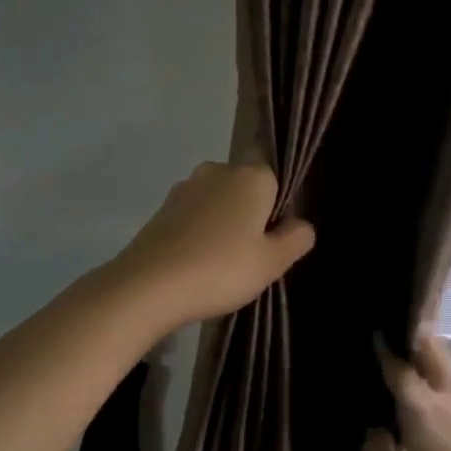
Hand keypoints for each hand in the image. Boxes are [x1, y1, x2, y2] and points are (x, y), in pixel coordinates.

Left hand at [112, 161, 314, 330]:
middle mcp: (216, 171)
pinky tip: (198, 261)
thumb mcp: (271, 262)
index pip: (273, 166)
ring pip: (216, 199)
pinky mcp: (161, 209)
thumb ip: (294, 239)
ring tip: (223, 261)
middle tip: (254, 250)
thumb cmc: (221, 269)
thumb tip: (302, 225)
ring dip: (223, 221)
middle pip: (243, 184)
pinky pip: (192, 215)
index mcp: (250, 176)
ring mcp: (184, 188)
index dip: (278, 194)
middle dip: (250, 209)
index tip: (278, 227)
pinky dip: (199, 231)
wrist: (149, 285)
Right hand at [363, 334, 450, 450]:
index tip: (375, 333)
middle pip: (433, 351)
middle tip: (395, 339)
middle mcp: (450, 398)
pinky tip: (431, 409)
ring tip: (409, 372)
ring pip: (449, 369)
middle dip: (414, 339)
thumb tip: (377, 433)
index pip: (398, 367)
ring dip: (429, 361)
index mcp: (423, 408)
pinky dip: (441, 384)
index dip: (384, 350)